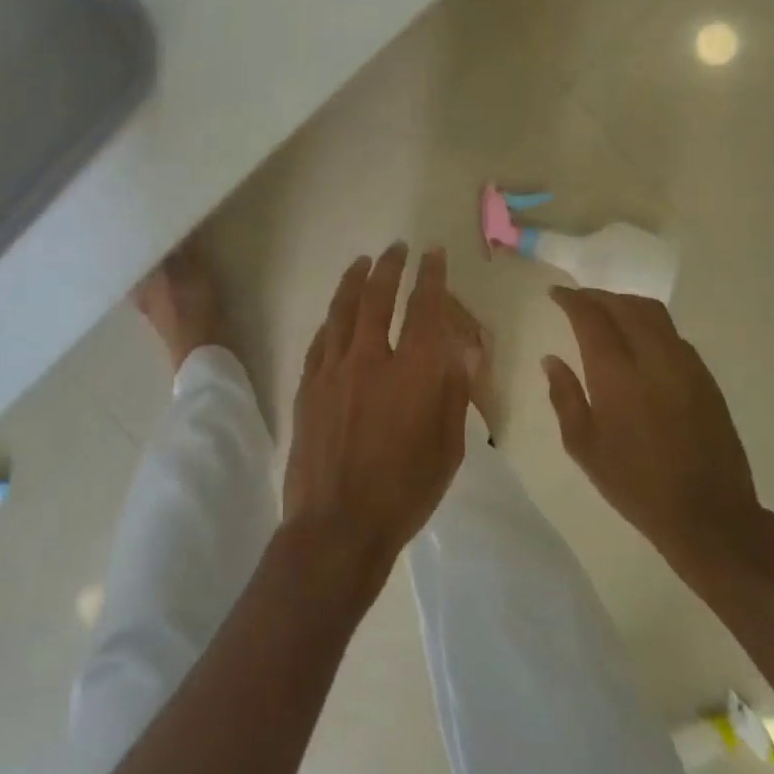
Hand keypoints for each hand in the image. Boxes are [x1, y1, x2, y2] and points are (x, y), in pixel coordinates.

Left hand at [284, 244, 469, 589]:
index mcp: (414, 373)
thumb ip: (455, 391)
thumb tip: (465, 348)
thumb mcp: (449, 448)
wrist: (337, 525)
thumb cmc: (404, 492)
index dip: (431, 277)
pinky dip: (331, 320)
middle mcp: (371, 359)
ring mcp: (334, 370)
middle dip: (390, 267)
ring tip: (362, 262)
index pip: (425, 310)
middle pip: (379, 297)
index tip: (434, 254)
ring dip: (355, 281)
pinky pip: (320, 340)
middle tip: (396, 248)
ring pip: (343, 310)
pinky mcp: (308, 385)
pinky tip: (335, 313)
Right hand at [543, 288, 762, 579]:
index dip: (572, 300)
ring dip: (625, 304)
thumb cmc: (635, 485)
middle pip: (625, 306)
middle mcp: (654, 359)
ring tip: (606, 312)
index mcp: (617, 376)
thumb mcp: (583, 447)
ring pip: (654, 314)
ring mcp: (686, 366)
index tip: (556, 294)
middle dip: (597, 297)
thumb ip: (565, 397)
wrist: (709, 516)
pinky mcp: (706, 379)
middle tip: (577, 300)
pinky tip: (638, 341)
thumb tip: (551, 359)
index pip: (592, 318)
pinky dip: (649, 324)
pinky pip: (673, 334)